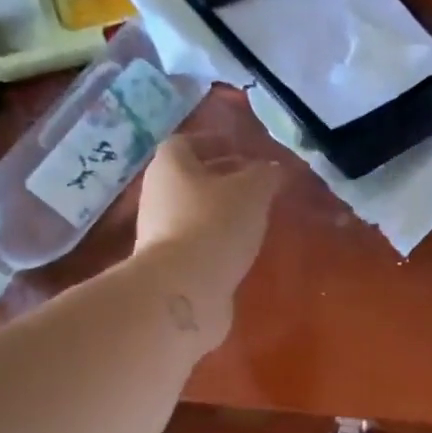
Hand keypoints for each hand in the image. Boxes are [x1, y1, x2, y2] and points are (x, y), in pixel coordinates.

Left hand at [133, 134, 281, 346]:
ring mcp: (160, 232)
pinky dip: (218, 240)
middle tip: (258, 185)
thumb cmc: (215, 225)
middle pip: (191, 178)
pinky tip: (242, 249)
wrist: (183, 290)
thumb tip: (273, 169)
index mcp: (170, 166)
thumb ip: (266, 175)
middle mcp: (158, 194)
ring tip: (256, 218)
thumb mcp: (252, 191)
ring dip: (222, 212)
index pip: (188, 142)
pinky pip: (197, 242)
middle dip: (224, 178)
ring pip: (195, 211)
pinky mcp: (171, 264)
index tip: (246, 152)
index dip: (217, 142)